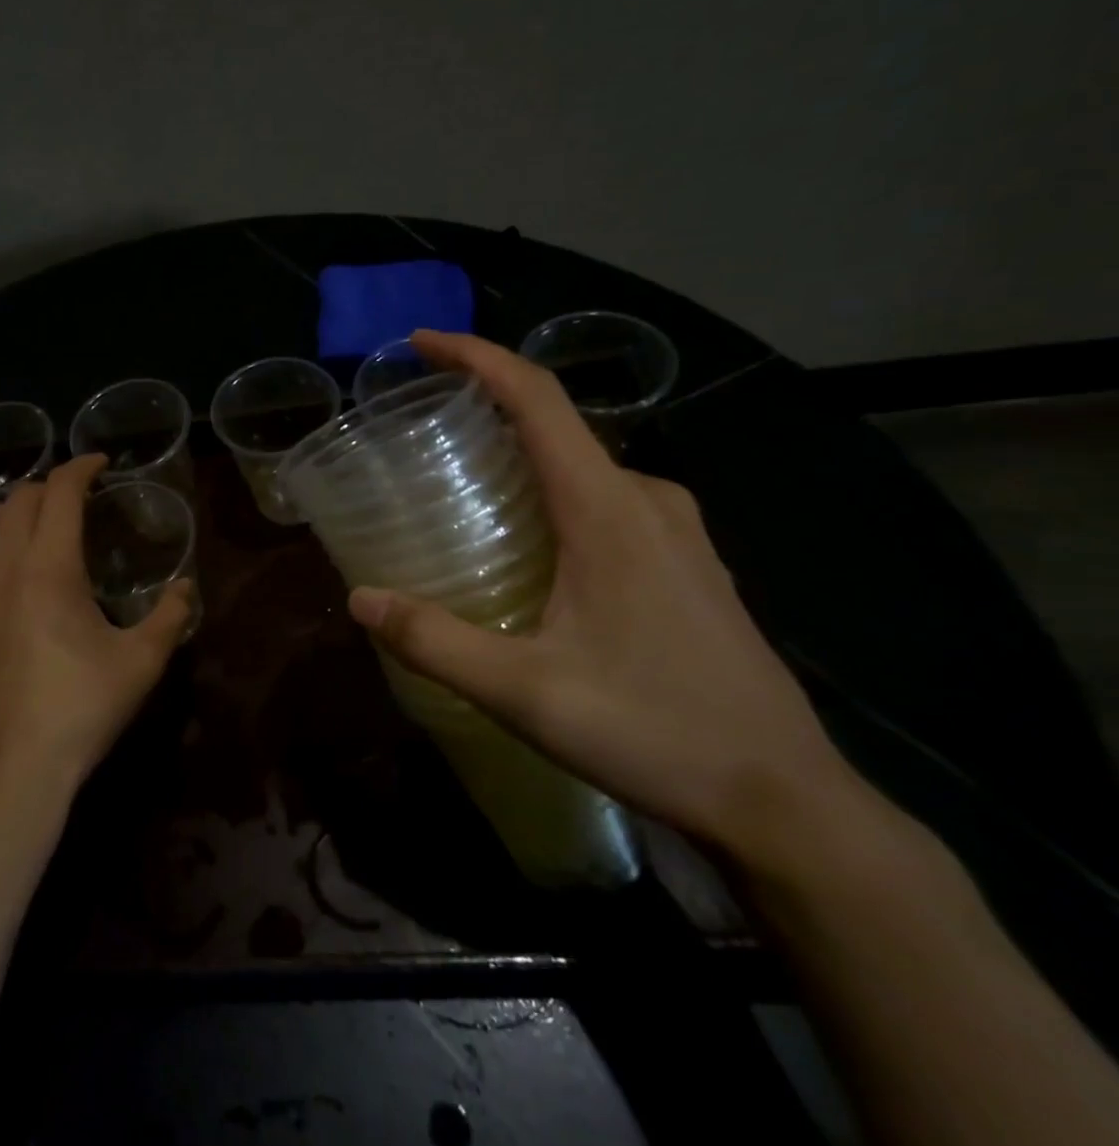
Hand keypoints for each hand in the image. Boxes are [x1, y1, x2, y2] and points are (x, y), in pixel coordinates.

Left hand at [0, 455, 193, 807]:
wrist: (8, 769)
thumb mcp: (140, 664)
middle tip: (73, 505)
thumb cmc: (78, 711)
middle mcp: (0, 564)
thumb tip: (186, 588)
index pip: (61, 492)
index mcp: (49, 566)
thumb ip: (169, 617)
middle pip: (17, 499)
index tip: (99, 464)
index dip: (82, 467)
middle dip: (49, 489)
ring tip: (18, 530)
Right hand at [348, 329, 864, 859]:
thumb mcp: (523, 690)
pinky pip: (607, 499)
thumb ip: (434, 641)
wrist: (786, 802)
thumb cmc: (654, 731)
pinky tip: (527, 540)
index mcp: (608, 508)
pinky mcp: (686, 565)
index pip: (537, 399)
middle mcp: (647, 501)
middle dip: (486, 408)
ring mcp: (677, 533)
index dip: (477, 358)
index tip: (422, 343)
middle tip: (421, 429)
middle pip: (557, 425)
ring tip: (460, 481)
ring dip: (521, 454)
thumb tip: (360, 599)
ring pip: (583, 465)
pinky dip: (553, 492)